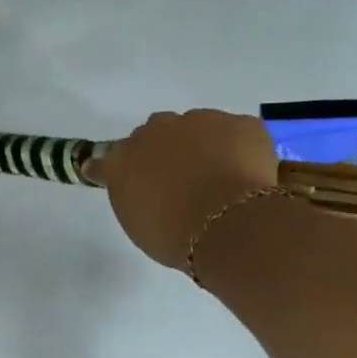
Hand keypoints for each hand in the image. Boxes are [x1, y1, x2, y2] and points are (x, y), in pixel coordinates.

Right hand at [96, 110, 279, 270]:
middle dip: (166, 153)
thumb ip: (135, 197)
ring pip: (198, 128)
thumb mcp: (140, 225)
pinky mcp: (240, 123)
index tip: (130, 180)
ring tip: (219, 182)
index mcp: (124, 161)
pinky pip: (236, 133)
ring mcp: (202, 120)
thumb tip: (144, 188)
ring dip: (203, 148)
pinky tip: (246, 177)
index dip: (120, 168)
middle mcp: (157, 131)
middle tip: (181, 183)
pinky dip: (239, 150)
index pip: (110, 158)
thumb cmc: (175, 236)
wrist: (230, 226)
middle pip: (156, 135)